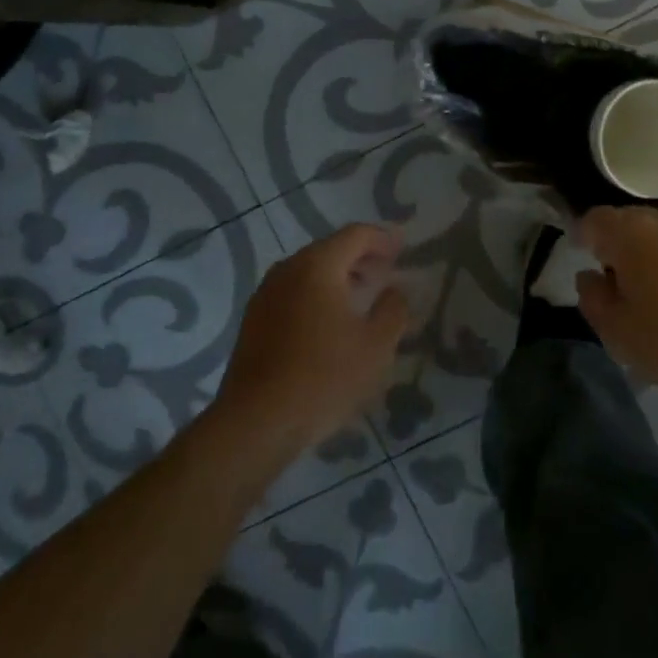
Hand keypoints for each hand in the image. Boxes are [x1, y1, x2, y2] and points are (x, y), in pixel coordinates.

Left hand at [216, 223, 409, 452]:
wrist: (257, 422)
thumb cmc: (324, 377)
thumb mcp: (376, 346)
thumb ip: (393, 310)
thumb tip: (394, 291)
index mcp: (318, 266)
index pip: (355, 235)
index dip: (383, 239)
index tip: (403, 248)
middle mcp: (288, 270)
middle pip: (330, 250)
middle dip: (361, 258)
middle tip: (386, 273)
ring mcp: (266, 294)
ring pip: (309, 272)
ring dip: (338, 278)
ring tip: (361, 298)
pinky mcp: (254, 320)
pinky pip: (293, 293)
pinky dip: (317, 295)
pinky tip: (330, 323)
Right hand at [576, 206, 657, 391]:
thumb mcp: (616, 329)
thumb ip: (592, 299)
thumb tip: (589, 277)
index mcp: (627, 234)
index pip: (594, 220)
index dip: (583, 236)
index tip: (581, 257)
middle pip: (627, 223)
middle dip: (615, 246)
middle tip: (612, 281)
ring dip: (647, 257)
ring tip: (647, 294)